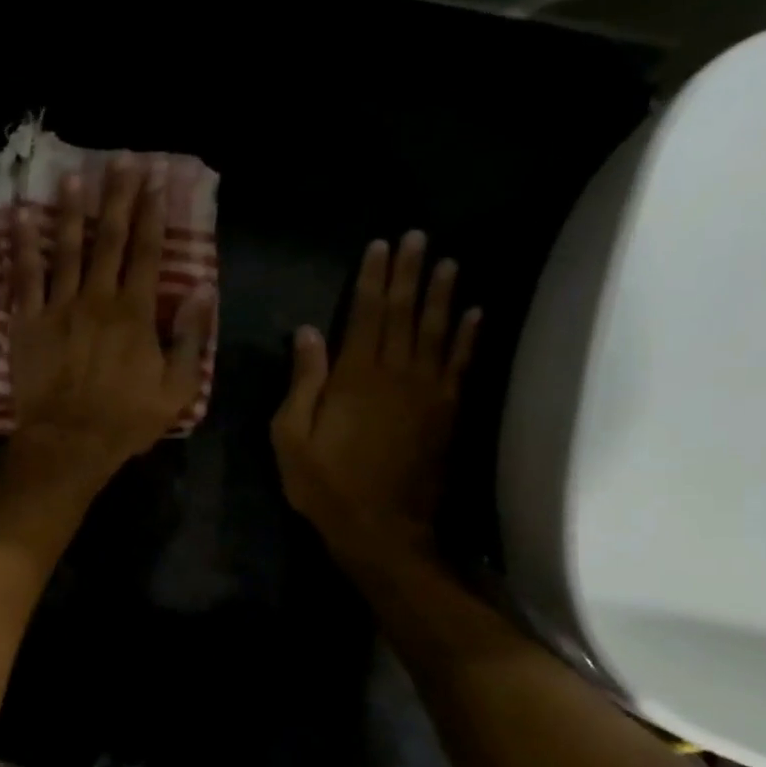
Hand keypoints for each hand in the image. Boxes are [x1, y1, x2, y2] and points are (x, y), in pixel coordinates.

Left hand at [2, 156, 213, 501]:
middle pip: (110, 239)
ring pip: (66, 249)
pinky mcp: (27, 322)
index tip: (155, 179)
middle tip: (121, 160)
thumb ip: (191, 338)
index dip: (152, 212)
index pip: (148, 251)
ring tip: (73, 177)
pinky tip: (21, 217)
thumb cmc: (126, 420)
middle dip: (117, 197)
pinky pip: (24, 277)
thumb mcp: (177, 388)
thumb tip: (204, 291)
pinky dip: (23, 245)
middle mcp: (97, 298)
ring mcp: (59, 307)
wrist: (69, 443)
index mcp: (135, 312)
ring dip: (72, 211)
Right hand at [271, 231, 479, 571]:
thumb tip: (308, 332)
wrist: (382, 529)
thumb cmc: (325, 484)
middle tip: (418, 237)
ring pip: (437, 332)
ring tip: (448, 261)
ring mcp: (428, 393)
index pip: (366, 314)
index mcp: (355, 377)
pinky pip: (460, 364)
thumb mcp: (291, 436)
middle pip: (405, 313)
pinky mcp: (447, 413)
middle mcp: (396, 374)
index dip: (373, 279)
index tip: (380, 246)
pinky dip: (468, 337)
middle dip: (410, 273)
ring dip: (443, 295)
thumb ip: (303, 382)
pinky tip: (474, 313)